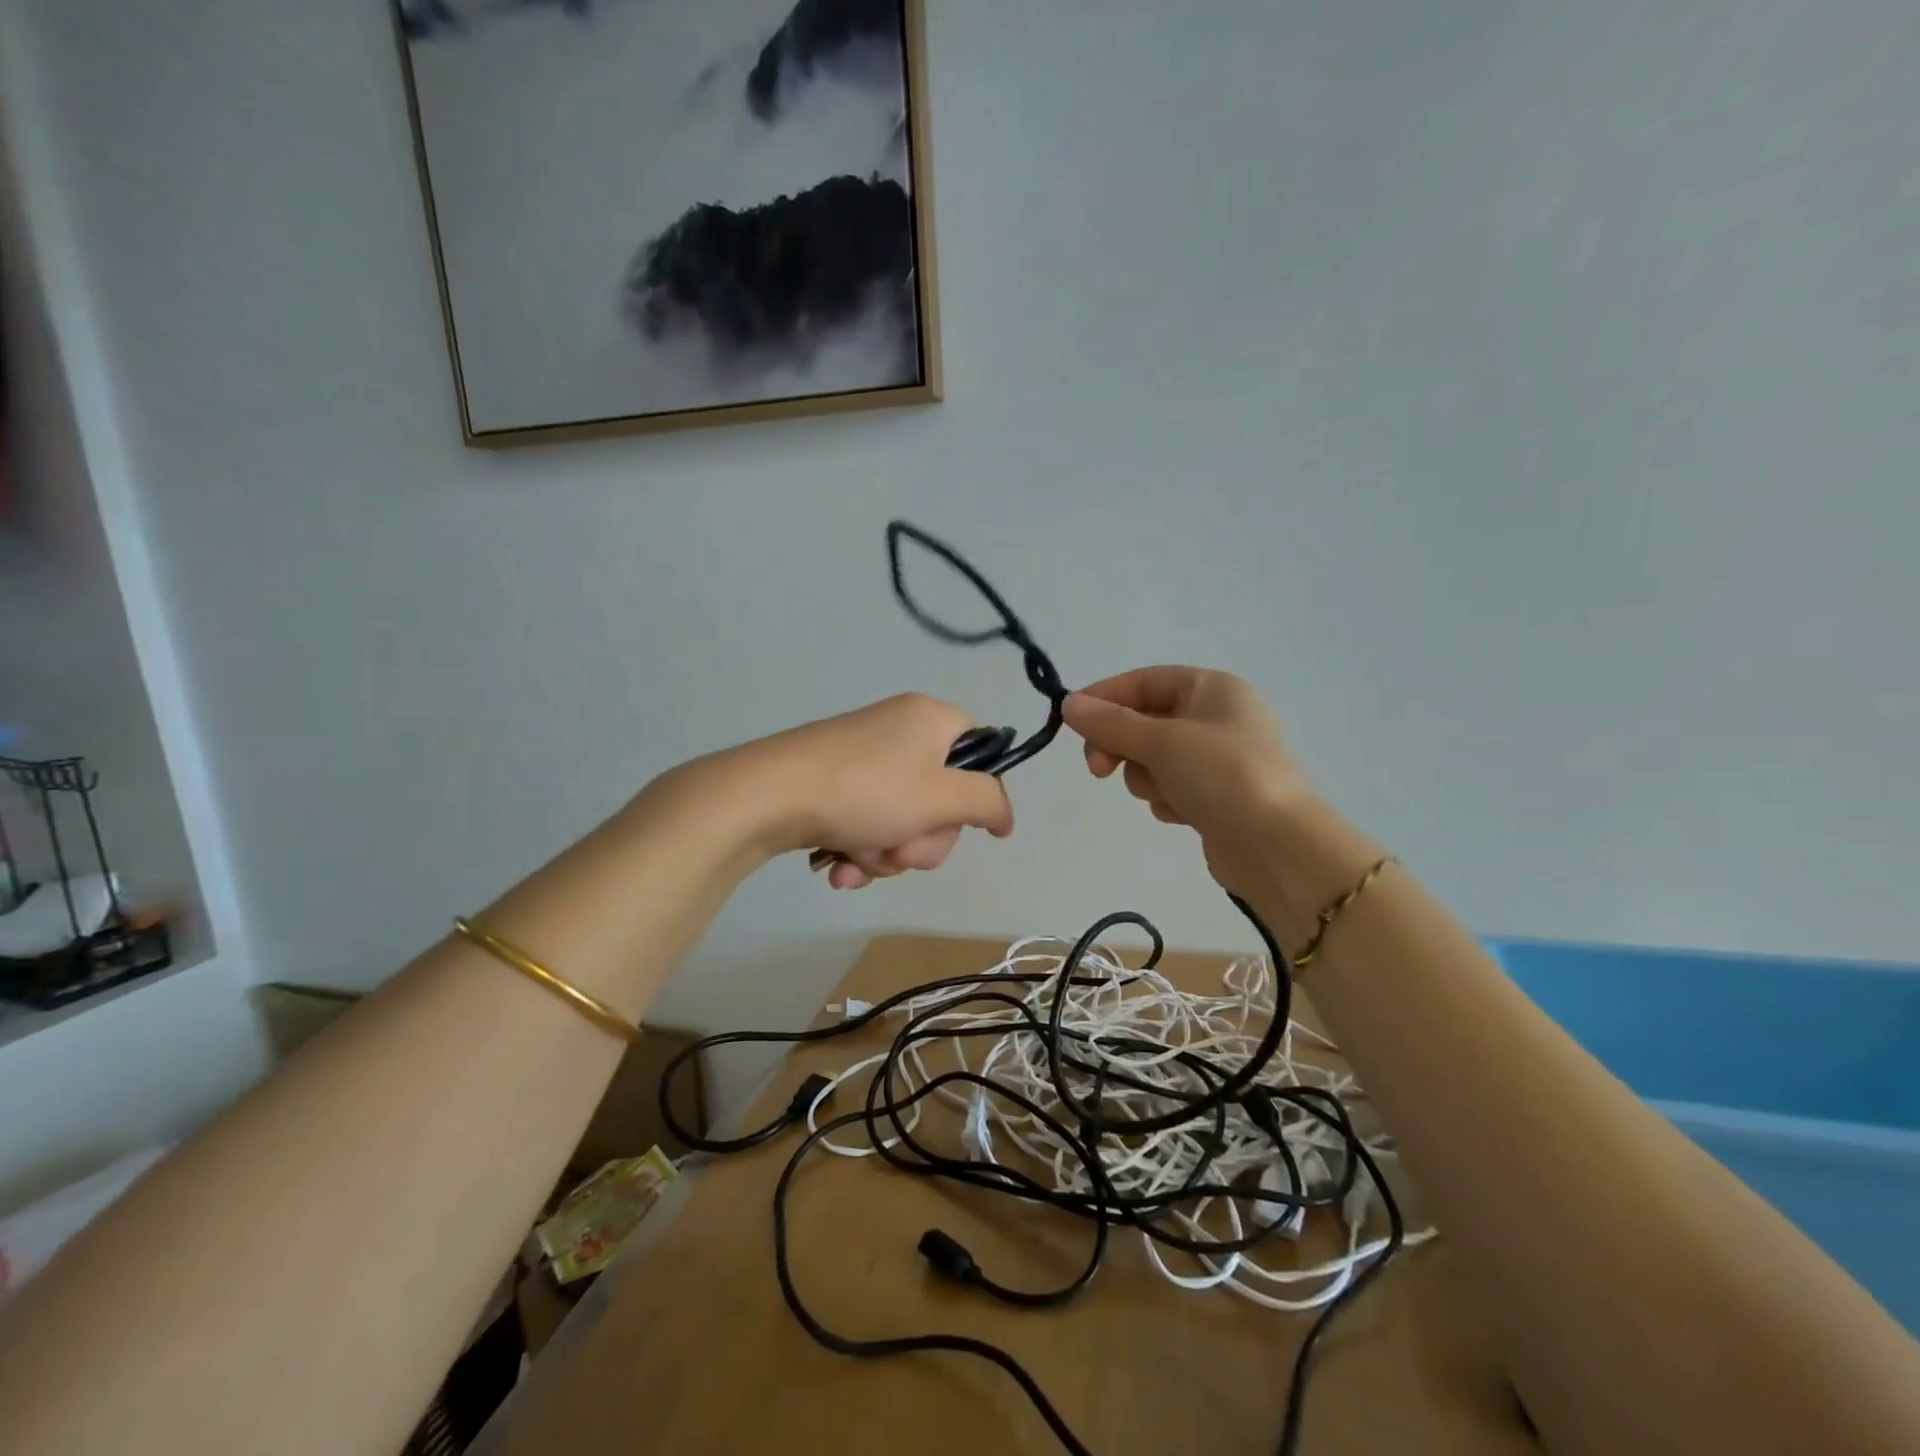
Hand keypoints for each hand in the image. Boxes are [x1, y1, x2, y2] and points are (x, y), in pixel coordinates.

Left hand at [718, 693, 1013, 888]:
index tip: (960, 827)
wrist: (766, 795)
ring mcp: (864, 757)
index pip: (981, 752)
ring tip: (858, 859)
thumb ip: (987, 803)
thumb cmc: (866, 790)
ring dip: (888, 853)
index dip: (977, 797)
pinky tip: (840, 868)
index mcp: (931, 719)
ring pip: (904, 820)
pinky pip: (869, 821)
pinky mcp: (834, 782)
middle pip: (942, 797)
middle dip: (922, 840)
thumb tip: (1005, 817)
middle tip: (899, 852)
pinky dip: (860, 849)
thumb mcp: (941, 797)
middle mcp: (900, 731)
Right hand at [1062, 667, 1311, 895]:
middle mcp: (1217, 717)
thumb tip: (1068, 704)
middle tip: (1100, 770)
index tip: (1069, 722)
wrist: (1278, 847)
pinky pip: (1171, 786)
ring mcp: (1218, 758)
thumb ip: (1111, 723)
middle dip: (1122, 746)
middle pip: (1145, 720)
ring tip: (1166, 795)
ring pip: (1153, 758)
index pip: (1143, 681)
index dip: (1104, 697)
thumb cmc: (1223, 776)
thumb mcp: (1162, 742)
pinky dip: (1167, 799)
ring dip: (1147, 777)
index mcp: (1212, 689)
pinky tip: (1182, 815)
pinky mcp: (1216, 795)